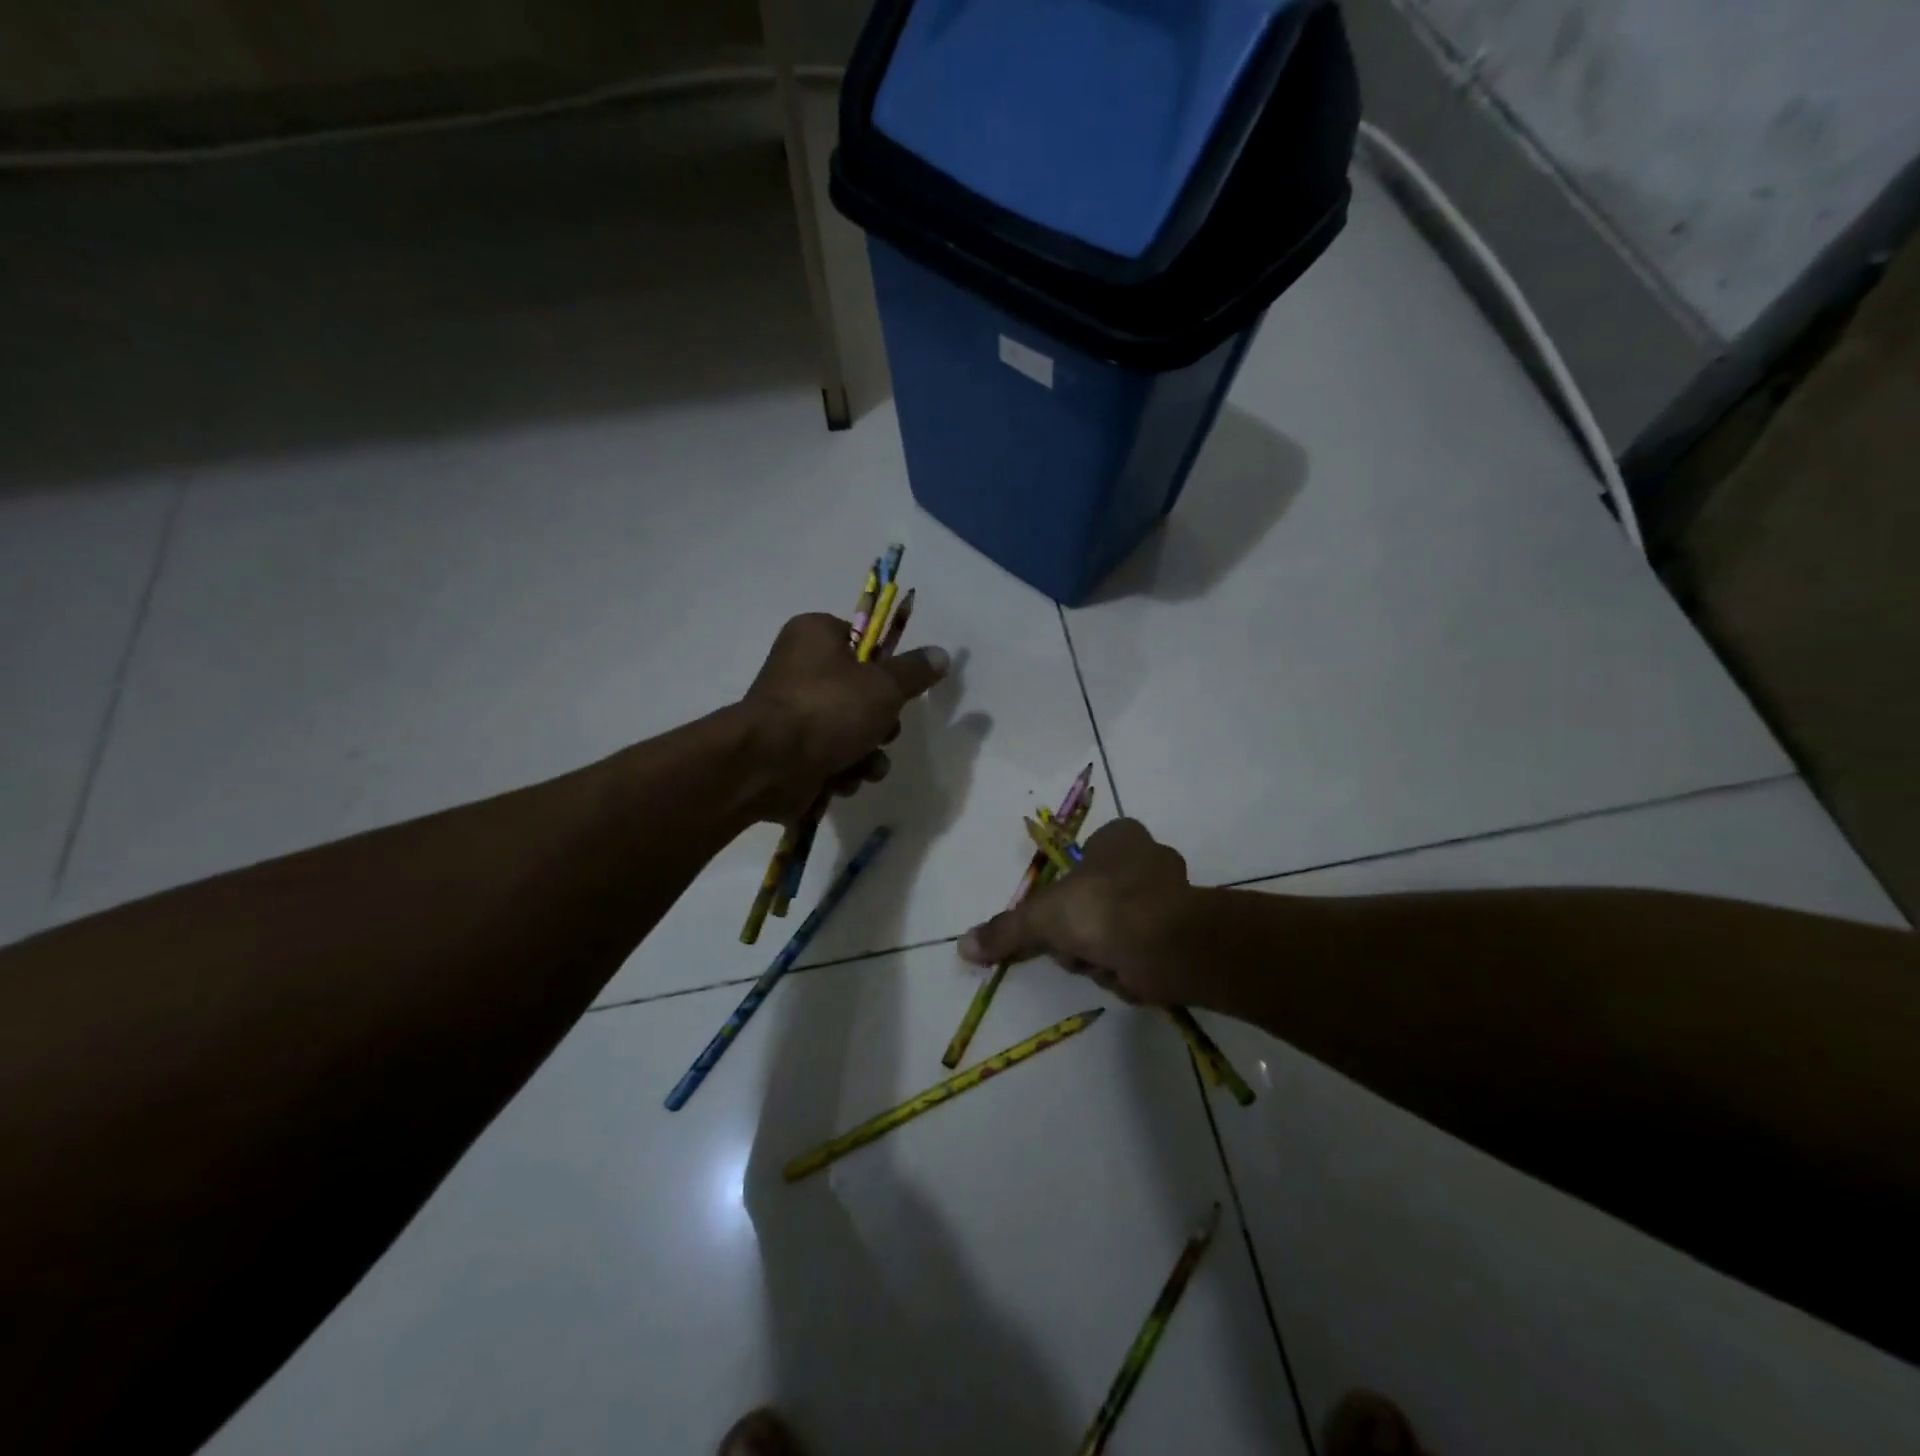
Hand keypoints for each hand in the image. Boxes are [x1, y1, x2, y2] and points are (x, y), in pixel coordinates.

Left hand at [740, 613, 948, 822]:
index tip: (897, 689)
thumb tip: (941, 654)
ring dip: (867, 754)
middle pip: (861, 693)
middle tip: (882, 732)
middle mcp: (800, 669)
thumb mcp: (885, 685)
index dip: (885, 668)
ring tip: (864, 765)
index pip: (862, 641)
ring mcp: (793, 713)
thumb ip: (915, 671)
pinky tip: (842, 780)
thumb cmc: (828, 709)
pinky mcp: (790, 752)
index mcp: (815, 635)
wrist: (768, 764)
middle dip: (880, 723)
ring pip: (851, 731)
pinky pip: (830, 758)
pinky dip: (842, 771)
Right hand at [958, 819, 1202, 1004]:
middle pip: (1099, 898)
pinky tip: (1125, 975)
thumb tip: (963, 945)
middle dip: (1083, 929)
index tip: (1060, 917)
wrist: (1165, 944)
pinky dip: (1129, 969)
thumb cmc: (1100, 908)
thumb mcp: (1040, 917)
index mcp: (1120, 838)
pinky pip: (1142, 952)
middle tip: (1075, 945)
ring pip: (1119, 928)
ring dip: (1104, 952)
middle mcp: (1151, 859)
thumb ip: (1004, 930)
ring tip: (1102, 962)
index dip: (1070, 889)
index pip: (1089, 855)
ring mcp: (1173, 897)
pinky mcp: (1185, 935)